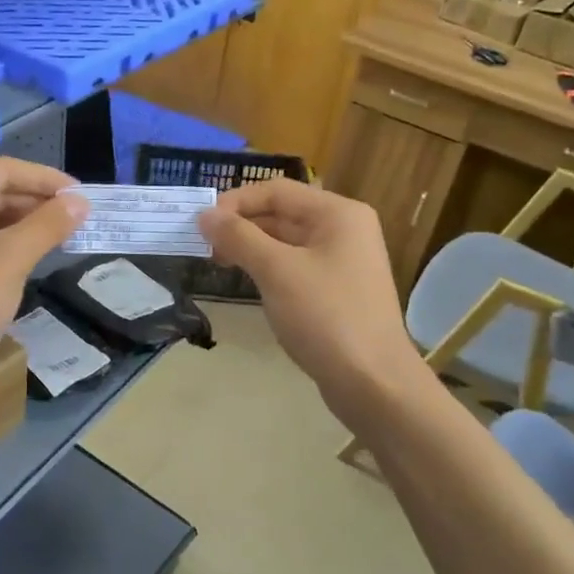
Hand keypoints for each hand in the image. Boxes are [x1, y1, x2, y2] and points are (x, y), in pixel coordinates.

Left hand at [0, 157, 86, 394]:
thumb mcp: (11, 259)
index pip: (1, 170)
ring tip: (62, 231)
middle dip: (35, 200)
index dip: (45, 179)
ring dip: (23, 220)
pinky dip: (5, 239)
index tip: (82, 193)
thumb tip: (81, 202)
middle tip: (77, 214)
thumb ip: (48, 224)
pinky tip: (33, 249)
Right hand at [197, 179, 421, 416]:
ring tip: (218, 263)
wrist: (373, 382)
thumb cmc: (325, 317)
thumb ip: (239, 238)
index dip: (236, 202)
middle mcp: (344, 230)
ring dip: (252, 248)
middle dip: (242, 226)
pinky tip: (247, 282)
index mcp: (338, 213)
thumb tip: (204, 215)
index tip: (200, 225)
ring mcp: (343, 262)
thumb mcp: (277, 271)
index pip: (277, 191)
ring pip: (287, 242)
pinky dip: (269, 269)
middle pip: (283, 214)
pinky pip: (296, 268)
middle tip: (204, 247)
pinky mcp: (337, 291)